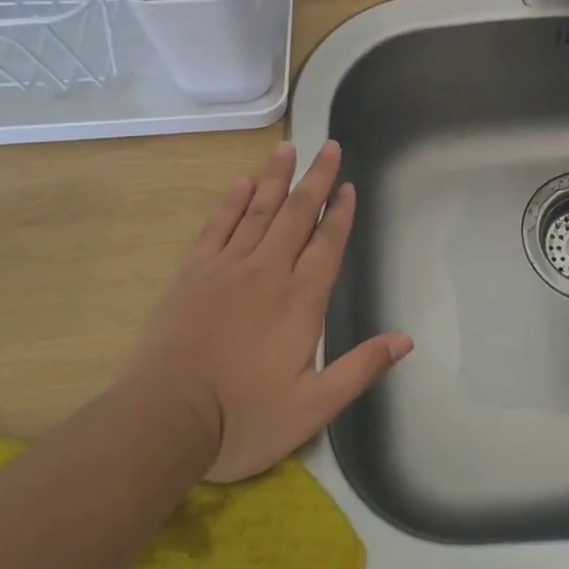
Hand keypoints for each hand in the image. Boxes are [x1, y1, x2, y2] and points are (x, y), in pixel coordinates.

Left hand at [114, 139, 411, 481]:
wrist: (162, 420)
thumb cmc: (242, 418)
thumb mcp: (313, 408)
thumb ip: (360, 369)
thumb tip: (406, 339)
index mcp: (301, 299)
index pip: (328, 243)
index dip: (341, 213)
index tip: (350, 185)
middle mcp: (268, 271)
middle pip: (298, 214)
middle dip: (317, 179)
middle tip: (330, 147)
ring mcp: (227, 268)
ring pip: (259, 211)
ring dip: (277, 178)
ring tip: (289, 148)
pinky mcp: (192, 274)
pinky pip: (217, 226)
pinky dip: (231, 202)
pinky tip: (242, 183)